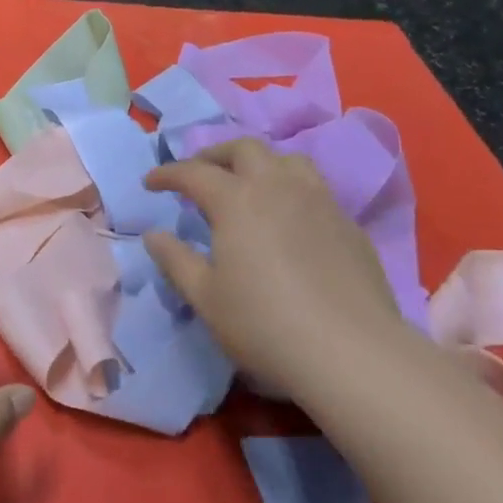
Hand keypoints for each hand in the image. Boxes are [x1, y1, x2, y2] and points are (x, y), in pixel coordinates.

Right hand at [142, 139, 401, 390]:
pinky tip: (288, 219)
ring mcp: (319, 202)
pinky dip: (290, 189)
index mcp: (236, 200)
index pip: (193, 172)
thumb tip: (154, 235)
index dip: (167, 174)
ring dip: (259, 164)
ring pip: (287, 160)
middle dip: (215, 155)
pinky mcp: (348, 225)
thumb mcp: (205, 297)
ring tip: (247, 186)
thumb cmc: (264, 324)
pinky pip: (315, 189)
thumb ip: (175, 260)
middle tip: (199, 175)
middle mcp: (278, 187)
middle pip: (244, 149)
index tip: (150, 183)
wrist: (352, 353)